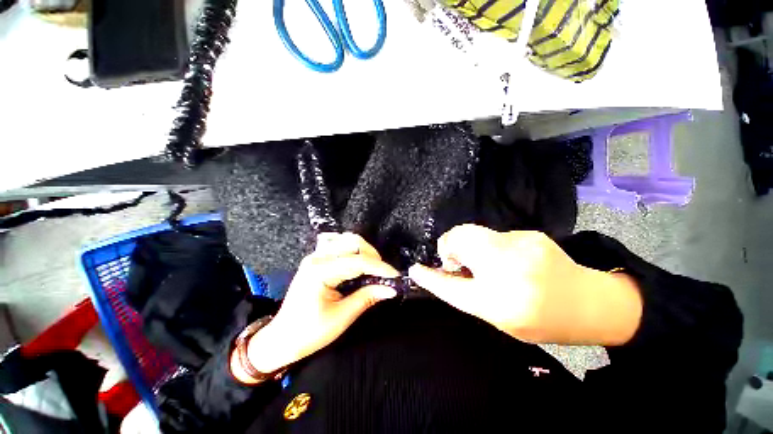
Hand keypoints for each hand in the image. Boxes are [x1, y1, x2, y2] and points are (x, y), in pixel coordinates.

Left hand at [245, 233, 398, 376]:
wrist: (282, 338)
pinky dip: (352, 248)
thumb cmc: (310, 333)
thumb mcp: (342, 317)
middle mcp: (317, 257)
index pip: (357, 262)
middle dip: (373, 255)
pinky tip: (357, 260)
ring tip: (373, 267)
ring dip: (364, 250)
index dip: (380, 267)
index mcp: (320, 272)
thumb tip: (391, 288)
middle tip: (383, 273)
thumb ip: (367, 297)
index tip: (395, 275)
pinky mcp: (316, 258)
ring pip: (346, 239)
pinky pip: (337, 244)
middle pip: (352, 242)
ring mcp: (315, 255)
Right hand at [408, 224, 641, 344]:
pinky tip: (504, 257)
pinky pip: (493, 235)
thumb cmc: (541, 319)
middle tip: (457, 262)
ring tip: (481, 260)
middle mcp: (509, 270)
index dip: (430, 277)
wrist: (590, 303)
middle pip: (460, 240)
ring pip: (474, 233)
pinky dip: (488, 244)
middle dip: (450, 247)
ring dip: (468, 245)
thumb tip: (444, 272)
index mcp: (500, 302)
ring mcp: (521, 246)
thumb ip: (468, 293)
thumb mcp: (499, 317)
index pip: (451, 287)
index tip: (415, 269)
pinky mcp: (530, 234)